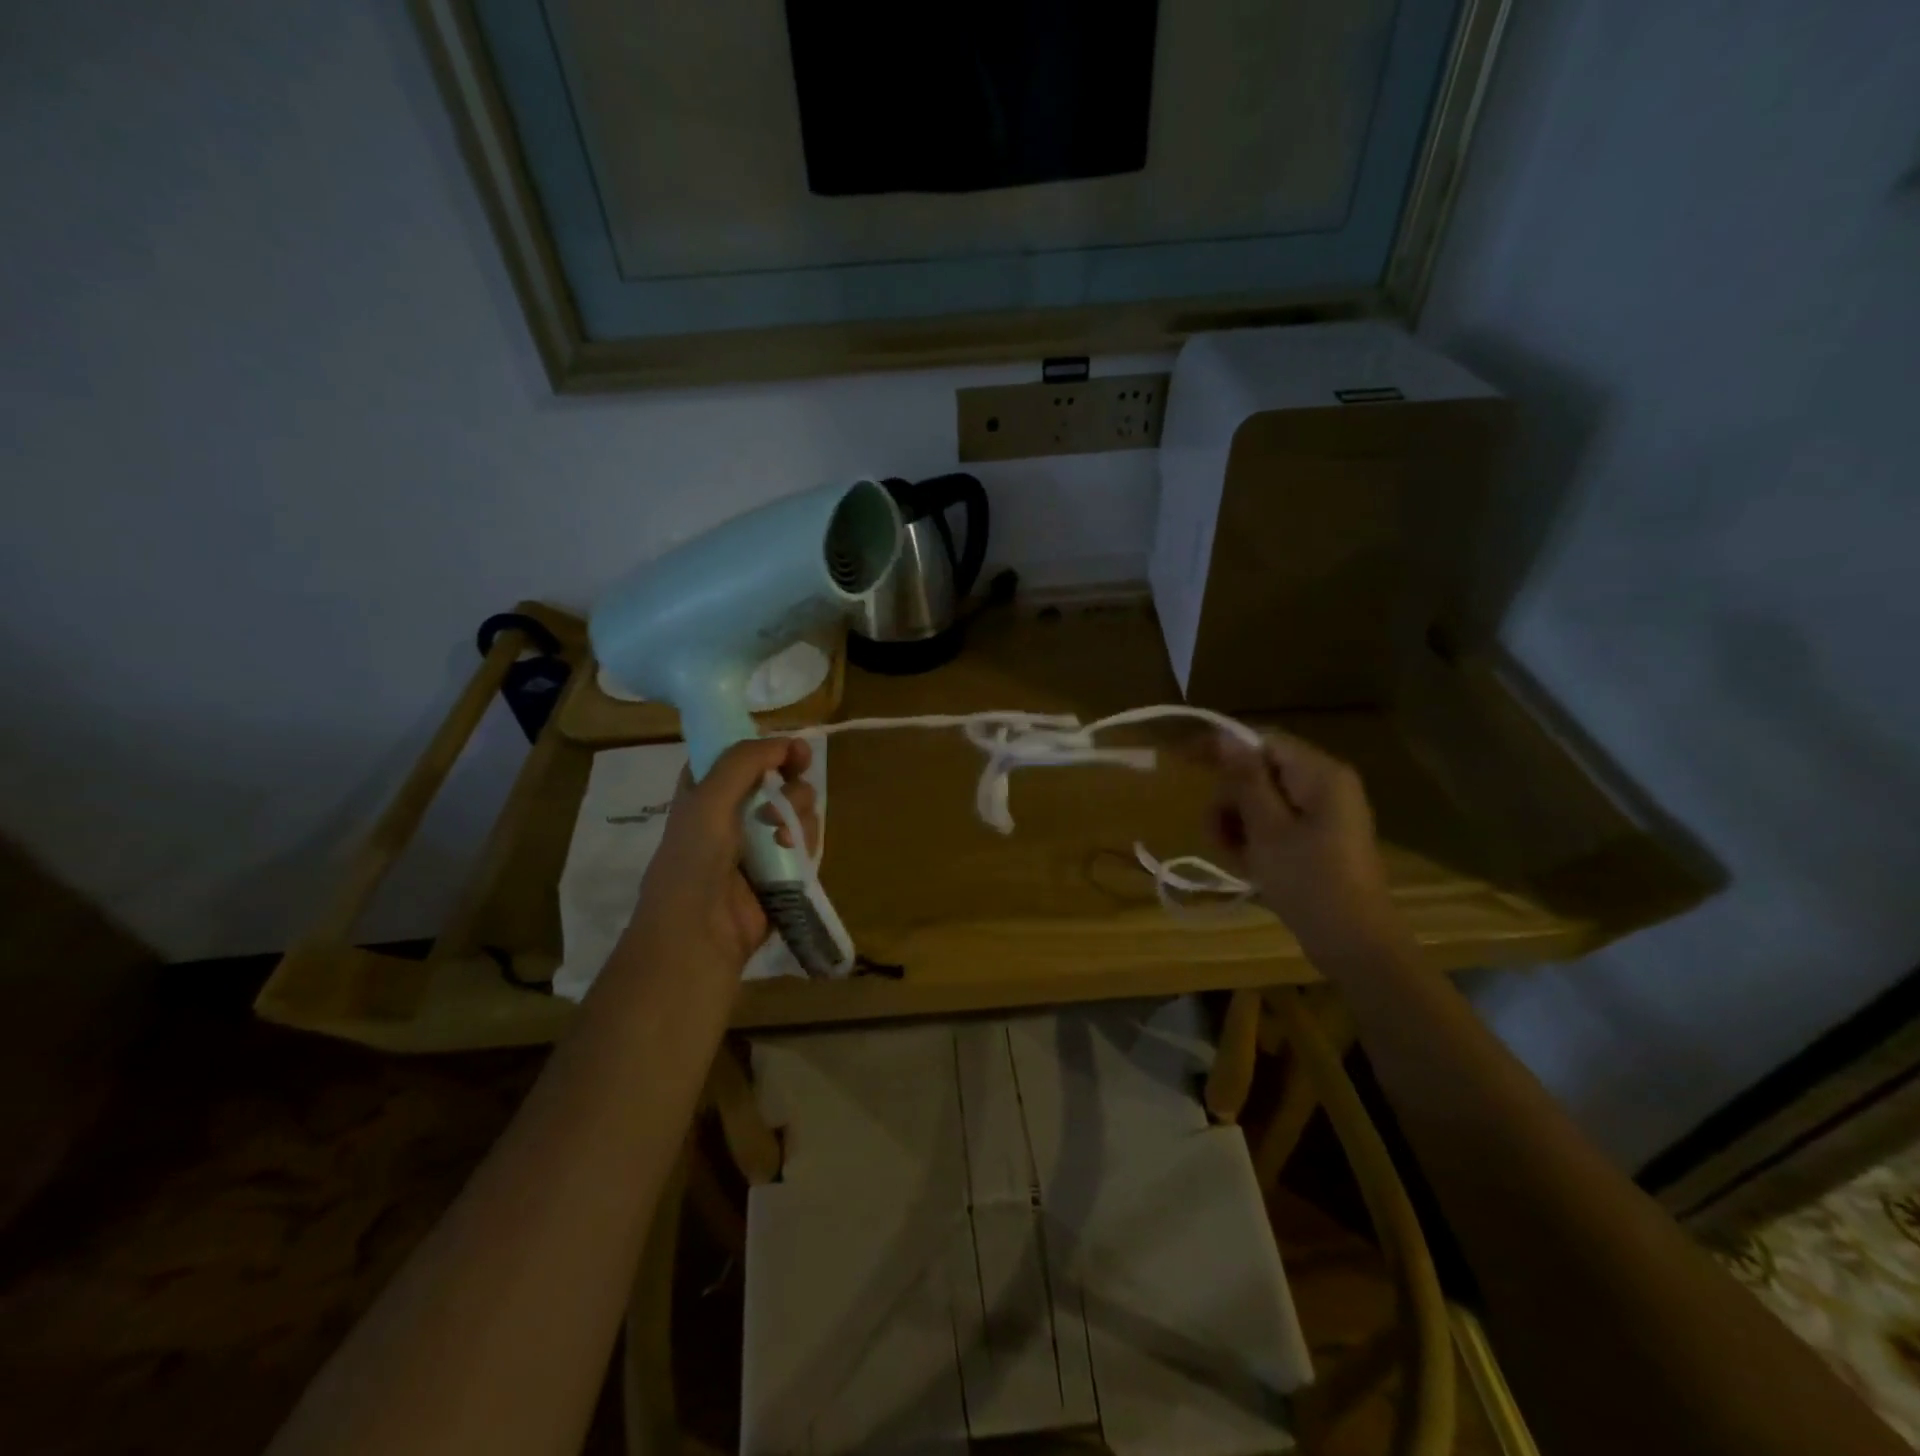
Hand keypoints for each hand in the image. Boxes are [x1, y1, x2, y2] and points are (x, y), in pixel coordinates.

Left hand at [622, 737, 817, 984]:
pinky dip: (806, 841)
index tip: (791, 750)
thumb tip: (787, 742)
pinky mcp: (782, 871)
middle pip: (776, 780)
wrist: (700, 933)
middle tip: (792, 787)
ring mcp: (758, 844)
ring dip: (798, 812)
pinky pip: (805, 843)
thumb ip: (744, 761)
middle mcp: (731, 814)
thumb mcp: (709, 798)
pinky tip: (795, 851)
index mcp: (705, 793)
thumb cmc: (694, 860)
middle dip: (790, 781)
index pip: (738, 757)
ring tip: (785, 833)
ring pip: (796, 810)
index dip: (765, 748)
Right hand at [1211, 729, 1401, 966]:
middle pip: (1261, 773)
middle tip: (1214, 834)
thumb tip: (1225, 736)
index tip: (1184, 762)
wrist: (1355, 946)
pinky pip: (1277, 825)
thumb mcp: (1267, 828)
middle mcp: (1326, 786)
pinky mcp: (1319, 841)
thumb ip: (1245, 779)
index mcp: (1321, 775)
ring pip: (1263, 802)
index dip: (1222, 748)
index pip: (1263, 741)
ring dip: (1238, 824)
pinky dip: (1255, 840)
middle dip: (1230, 800)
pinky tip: (1246, 866)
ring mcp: (1324, 815)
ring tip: (1231, 857)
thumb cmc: (1309, 882)